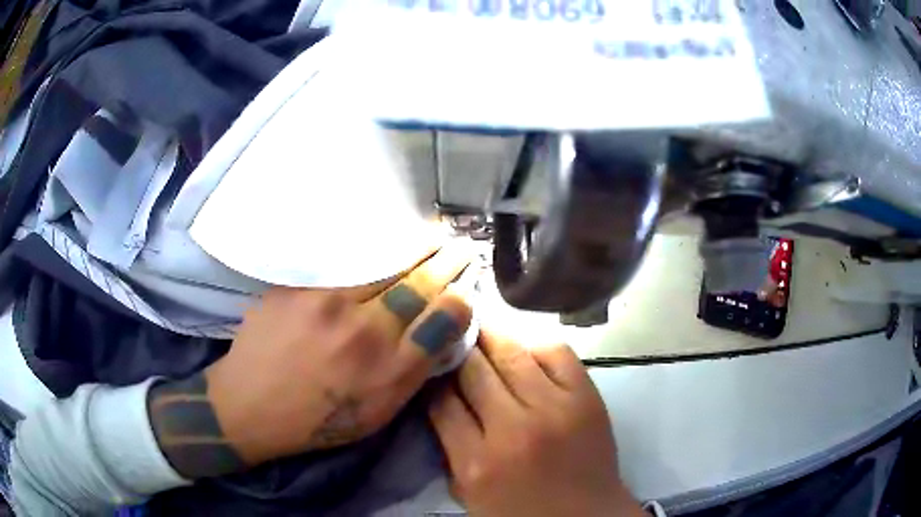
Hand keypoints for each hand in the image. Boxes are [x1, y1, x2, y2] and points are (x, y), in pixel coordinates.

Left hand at [148, 244, 473, 478]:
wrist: (249, 404)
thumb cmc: (317, 420)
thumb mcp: (376, 415)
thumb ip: (412, 375)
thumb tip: (439, 335)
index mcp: (389, 371)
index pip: (444, 319)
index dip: (462, 295)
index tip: (467, 284)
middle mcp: (365, 332)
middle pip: (420, 281)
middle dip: (447, 259)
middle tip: (460, 245)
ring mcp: (328, 303)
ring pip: (386, 261)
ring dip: (415, 246)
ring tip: (431, 235)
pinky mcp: (299, 286)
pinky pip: (345, 259)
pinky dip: (372, 249)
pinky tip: (383, 241)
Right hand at [429, 333, 643, 516]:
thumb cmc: (522, 513)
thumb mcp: (469, 493)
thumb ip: (449, 450)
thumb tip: (440, 399)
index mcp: (477, 462)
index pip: (442, 401)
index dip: (434, 378)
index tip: (434, 367)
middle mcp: (514, 430)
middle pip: (473, 369)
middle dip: (458, 350)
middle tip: (453, 337)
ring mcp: (555, 409)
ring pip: (511, 352)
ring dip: (490, 337)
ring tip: (481, 328)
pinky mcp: (586, 397)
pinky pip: (556, 352)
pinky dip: (534, 346)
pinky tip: (525, 350)